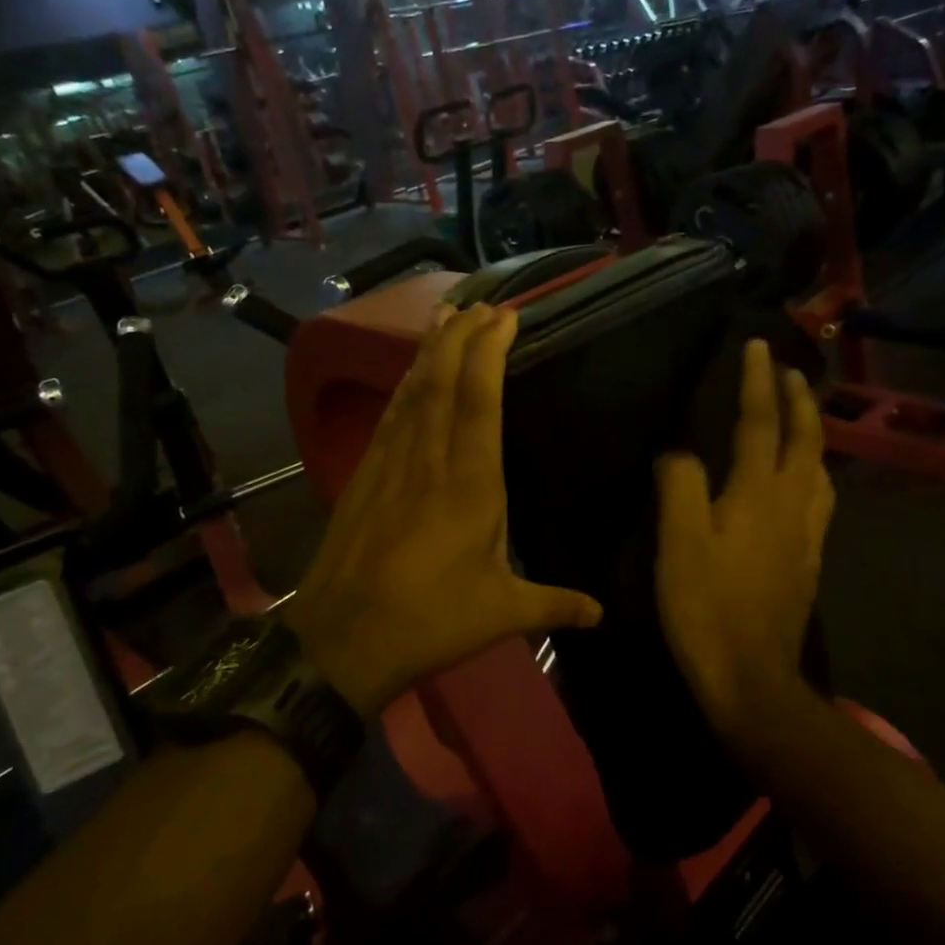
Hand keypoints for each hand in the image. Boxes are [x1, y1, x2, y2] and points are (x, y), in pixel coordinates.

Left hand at [285, 303, 603, 717]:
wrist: (340, 641)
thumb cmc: (429, 621)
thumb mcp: (502, 613)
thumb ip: (555, 605)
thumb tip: (603, 613)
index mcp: (469, 484)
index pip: (480, 400)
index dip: (489, 351)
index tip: (504, 316)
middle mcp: (428, 460)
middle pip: (442, 381)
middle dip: (461, 336)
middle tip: (481, 303)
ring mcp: (390, 465)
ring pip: (412, 391)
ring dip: (430, 350)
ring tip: (445, 316)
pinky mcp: (364, 477)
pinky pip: (390, 416)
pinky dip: (405, 385)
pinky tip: (410, 375)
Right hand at [655, 340, 835, 756]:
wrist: (751, 678)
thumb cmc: (707, 607)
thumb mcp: (678, 542)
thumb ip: (679, 486)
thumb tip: (679, 452)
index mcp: (758, 494)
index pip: (760, 424)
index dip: (757, 383)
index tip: (757, 346)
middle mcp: (792, 506)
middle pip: (805, 442)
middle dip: (800, 401)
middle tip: (791, 372)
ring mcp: (806, 536)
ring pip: (819, 472)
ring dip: (813, 436)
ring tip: (802, 420)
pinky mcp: (808, 562)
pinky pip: (819, 502)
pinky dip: (813, 475)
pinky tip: (803, 486)